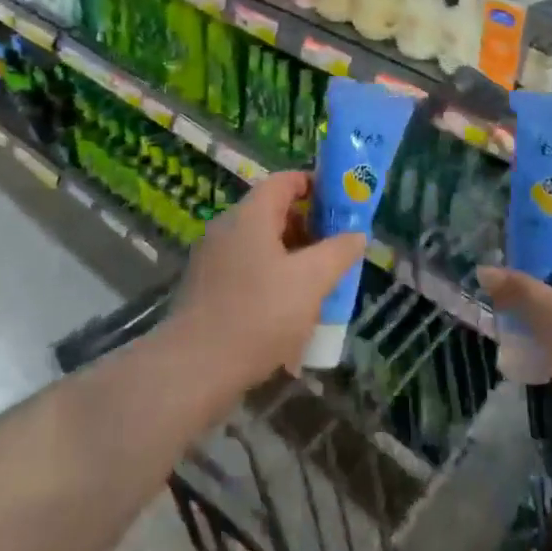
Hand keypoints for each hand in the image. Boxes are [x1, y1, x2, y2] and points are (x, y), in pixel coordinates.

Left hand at [171, 171, 366, 387]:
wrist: (194, 369)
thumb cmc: (258, 314)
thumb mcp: (311, 281)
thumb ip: (338, 252)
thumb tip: (357, 235)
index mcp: (250, 215)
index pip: (285, 181)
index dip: (316, 185)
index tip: (343, 204)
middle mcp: (226, 228)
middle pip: (273, 212)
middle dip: (309, 226)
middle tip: (338, 248)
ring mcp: (212, 259)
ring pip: (261, 244)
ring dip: (292, 256)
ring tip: (320, 282)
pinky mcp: (206, 288)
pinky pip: (247, 269)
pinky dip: (272, 277)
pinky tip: (289, 309)